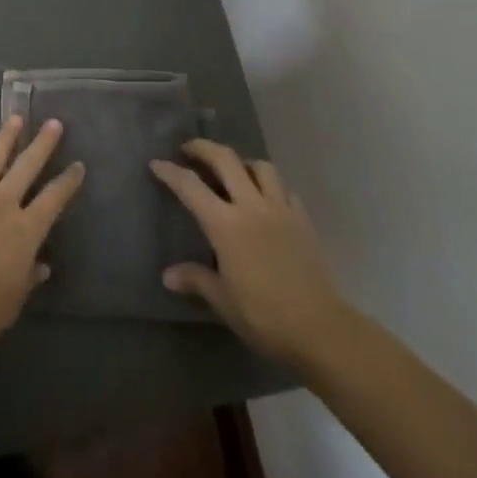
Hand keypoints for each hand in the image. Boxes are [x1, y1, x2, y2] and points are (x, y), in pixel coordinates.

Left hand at [0, 116, 85, 347]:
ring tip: (14, 118)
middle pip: (25, 169)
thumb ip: (28, 279)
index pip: (53, 200)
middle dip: (41, 145)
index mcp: (25, 231)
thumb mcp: (13, 302)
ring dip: (3, 140)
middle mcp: (1, 206)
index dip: (67, 182)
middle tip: (53, 123)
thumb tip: (42, 266)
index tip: (78, 165)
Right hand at [150, 139, 350, 367]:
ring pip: (260, 167)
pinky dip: (269, 184)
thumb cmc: (264, 316)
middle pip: (226, 160)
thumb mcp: (223, 301)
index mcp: (226, 225)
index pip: (191, 187)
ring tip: (232, 172)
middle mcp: (252, 206)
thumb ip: (196, 280)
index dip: (170, 172)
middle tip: (189, 149)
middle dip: (203, 148)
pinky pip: (284, 188)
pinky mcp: (303, 219)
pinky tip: (265, 199)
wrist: (321, 329)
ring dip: (241, 162)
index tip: (156, 163)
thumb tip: (168, 275)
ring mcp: (281, 209)